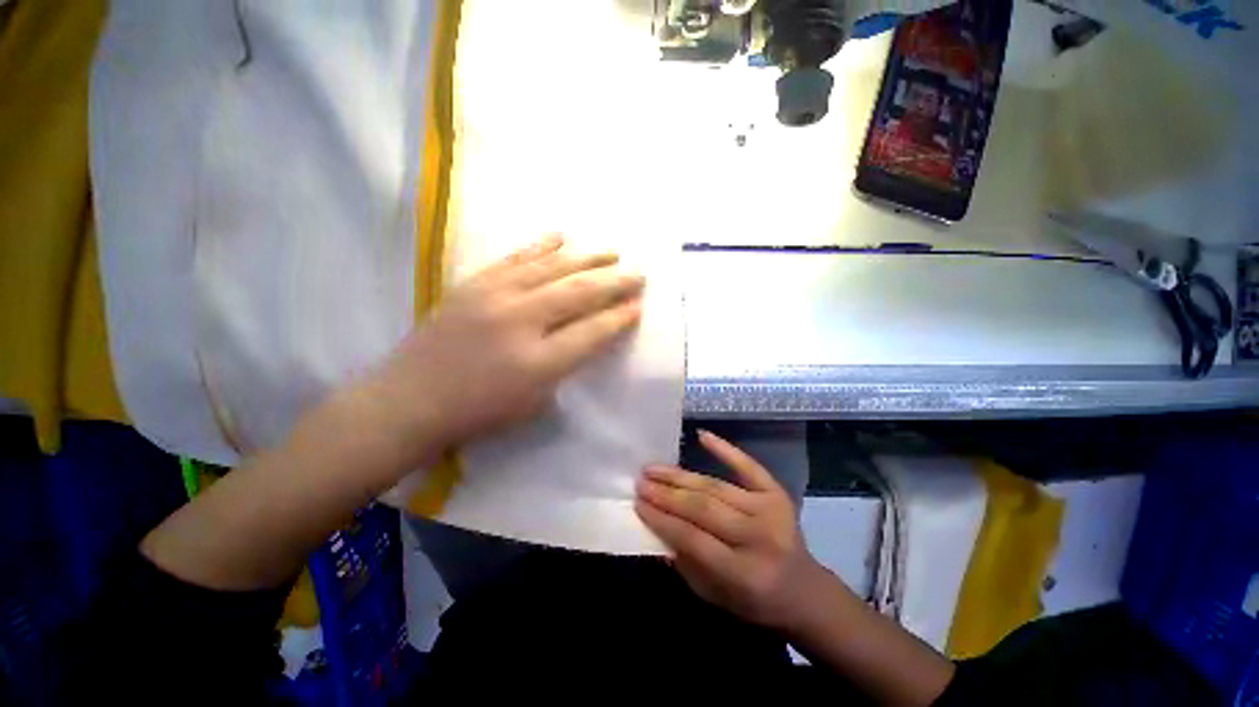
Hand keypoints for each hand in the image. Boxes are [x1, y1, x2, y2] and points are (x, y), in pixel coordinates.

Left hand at [359, 235, 644, 462]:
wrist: (410, 399)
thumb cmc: (479, 412)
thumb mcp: (534, 402)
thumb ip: (566, 365)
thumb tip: (590, 334)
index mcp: (538, 362)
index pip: (592, 332)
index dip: (619, 318)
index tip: (638, 306)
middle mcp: (520, 321)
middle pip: (579, 293)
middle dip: (615, 283)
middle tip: (638, 274)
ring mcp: (494, 297)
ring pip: (552, 268)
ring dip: (587, 258)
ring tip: (611, 252)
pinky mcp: (474, 284)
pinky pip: (516, 258)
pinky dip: (542, 245)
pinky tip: (561, 236)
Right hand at [635, 430, 827, 630]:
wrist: (803, 589)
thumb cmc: (753, 600)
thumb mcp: (713, 595)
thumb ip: (684, 561)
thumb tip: (655, 522)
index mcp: (744, 573)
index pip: (693, 538)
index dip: (662, 519)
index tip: (637, 503)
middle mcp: (758, 537)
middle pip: (703, 508)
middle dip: (666, 494)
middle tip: (641, 482)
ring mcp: (770, 510)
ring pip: (715, 486)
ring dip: (680, 476)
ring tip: (654, 468)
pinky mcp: (776, 493)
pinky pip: (747, 466)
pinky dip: (724, 449)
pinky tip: (701, 435)